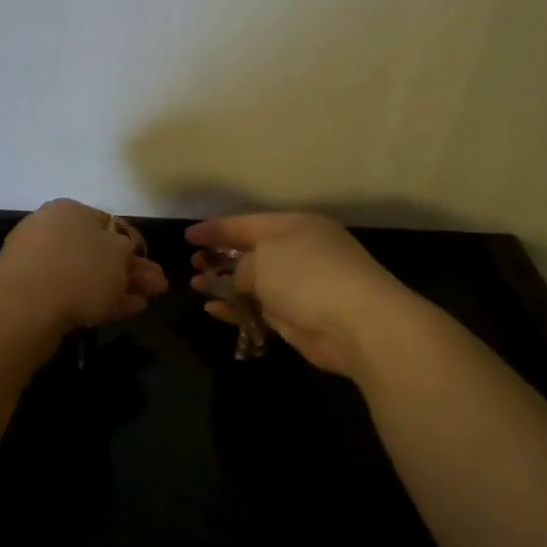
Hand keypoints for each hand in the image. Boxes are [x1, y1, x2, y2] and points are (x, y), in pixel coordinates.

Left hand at [0, 199, 168, 332]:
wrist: (25, 308)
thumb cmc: (78, 271)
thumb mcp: (117, 255)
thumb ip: (127, 249)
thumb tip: (125, 248)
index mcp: (71, 210)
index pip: (110, 223)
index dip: (134, 245)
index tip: (151, 265)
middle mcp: (52, 230)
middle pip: (99, 250)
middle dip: (129, 269)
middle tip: (155, 288)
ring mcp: (39, 262)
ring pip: (88, 273)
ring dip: (117, 287)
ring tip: (143, 303)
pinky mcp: (31, 292)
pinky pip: (72, 292)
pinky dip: (98, 300)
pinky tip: (122, 311)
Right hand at [186, 212, 418, 375]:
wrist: (357, 323)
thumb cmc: (307, 276)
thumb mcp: (264, 258)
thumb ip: (242, 265)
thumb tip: (240, 279)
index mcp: (294, 226)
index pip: (246, 223)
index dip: (215, 228)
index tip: (188, 236)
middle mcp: (298, 252)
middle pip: (250, 251)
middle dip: (220, 256)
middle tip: (193, 263)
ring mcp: (299, 286)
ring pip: (253, 282)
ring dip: (224, 284)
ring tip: (196, 285)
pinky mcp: (297, 318)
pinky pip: (259, 308)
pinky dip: (236, 308)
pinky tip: (213, 309)